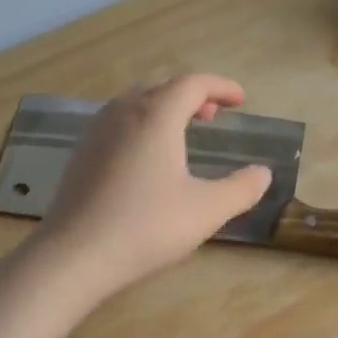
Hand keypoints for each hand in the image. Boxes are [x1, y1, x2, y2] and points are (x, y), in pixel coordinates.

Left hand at [37, 74, 273, 296]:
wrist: (75, 254)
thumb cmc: (147, 226)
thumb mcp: (207, 210)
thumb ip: (241, 188)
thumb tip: (263, 173)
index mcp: (156, 116)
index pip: (193, 83)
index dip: (221, 86)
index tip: (241, 100)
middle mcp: (123, 112)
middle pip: (162, 87)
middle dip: (192, 94)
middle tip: (213, 115)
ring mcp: (97, 132)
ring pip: (135, 102)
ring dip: (164, 108)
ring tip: (182, 132)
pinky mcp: (81, 154)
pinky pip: (117, 122)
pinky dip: (141, 124)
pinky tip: (147, 157)